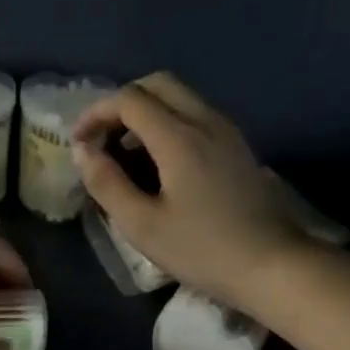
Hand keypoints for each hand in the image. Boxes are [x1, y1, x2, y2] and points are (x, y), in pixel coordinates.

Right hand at [70, 72, 301, 305]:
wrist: (271, 264)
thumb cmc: (201, 249)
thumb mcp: (142, 225)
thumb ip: (107, 184)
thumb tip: (82, 151)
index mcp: (179, 137)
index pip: (129, 99)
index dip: (96, 113)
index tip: (78, 143)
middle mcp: (205, 120)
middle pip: (157, 84)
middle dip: (121, 104)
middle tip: (101, 140)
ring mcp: (226, 131)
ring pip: (179, 98)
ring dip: (145, 113)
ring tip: (123, 154)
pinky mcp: (236, 147)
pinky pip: (195, 116)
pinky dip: (166, 124)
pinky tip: (156, 164)